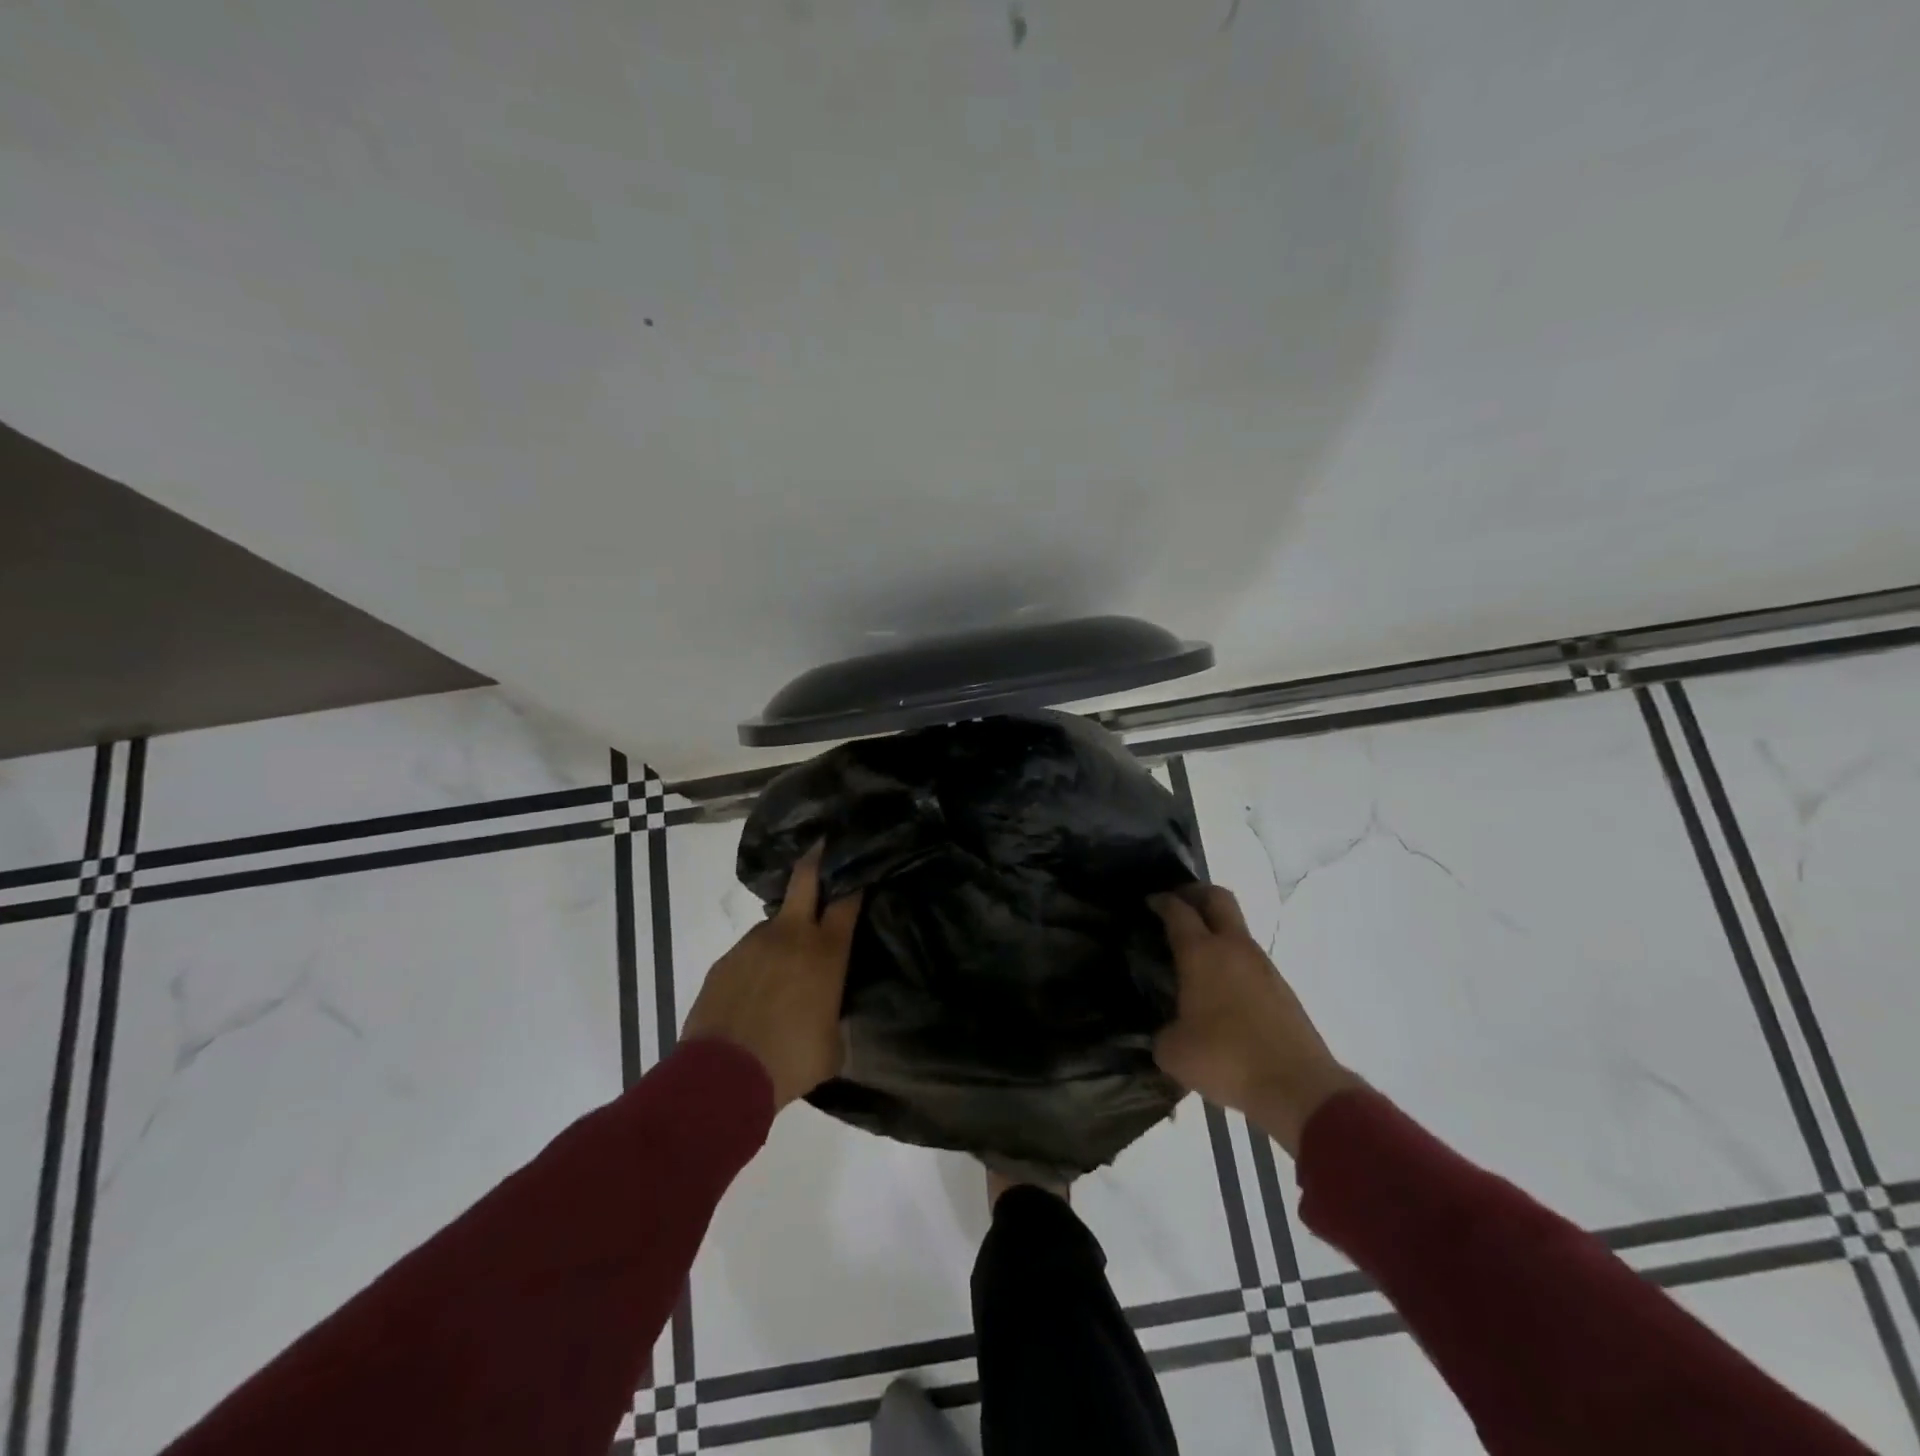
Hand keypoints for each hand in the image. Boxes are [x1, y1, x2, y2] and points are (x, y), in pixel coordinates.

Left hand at [682, 847, 861, 1109]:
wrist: (722, 1077)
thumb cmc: (790, 1061)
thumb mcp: (832, 1045)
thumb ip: (834, 1016)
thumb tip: (828, 1013)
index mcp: (825, 953)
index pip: (847, 902)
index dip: (855, 883)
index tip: (860, 871)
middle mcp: (790, 936)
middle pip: (805, 879)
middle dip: (817, 859)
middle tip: (823, 846)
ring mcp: (753, 944)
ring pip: (774, 922)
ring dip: (783, 933)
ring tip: (783, 968)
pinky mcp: (724, 960)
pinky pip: (749, 952)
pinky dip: (757, 963)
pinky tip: (755, 992)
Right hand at [1150, 885, 1361, 1155]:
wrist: (1298, 1087)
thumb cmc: (1227, 1060)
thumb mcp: (1174, 1052)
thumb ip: (1164, 1031)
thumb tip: (1170, 1029)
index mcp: (1201, 954)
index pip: (1178, 911)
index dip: (1161, 901)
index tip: (1149, 902)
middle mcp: (1233, 948)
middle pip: (1217, 898)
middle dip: (1195, 893)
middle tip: (1177, 904)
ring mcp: (1263, 966)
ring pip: (1237, 929)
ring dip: (1216, 929)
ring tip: (1195, 954)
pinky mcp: (1282, 989)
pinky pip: (1250, 960)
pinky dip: (1232, 960)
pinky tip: (1220, 988)